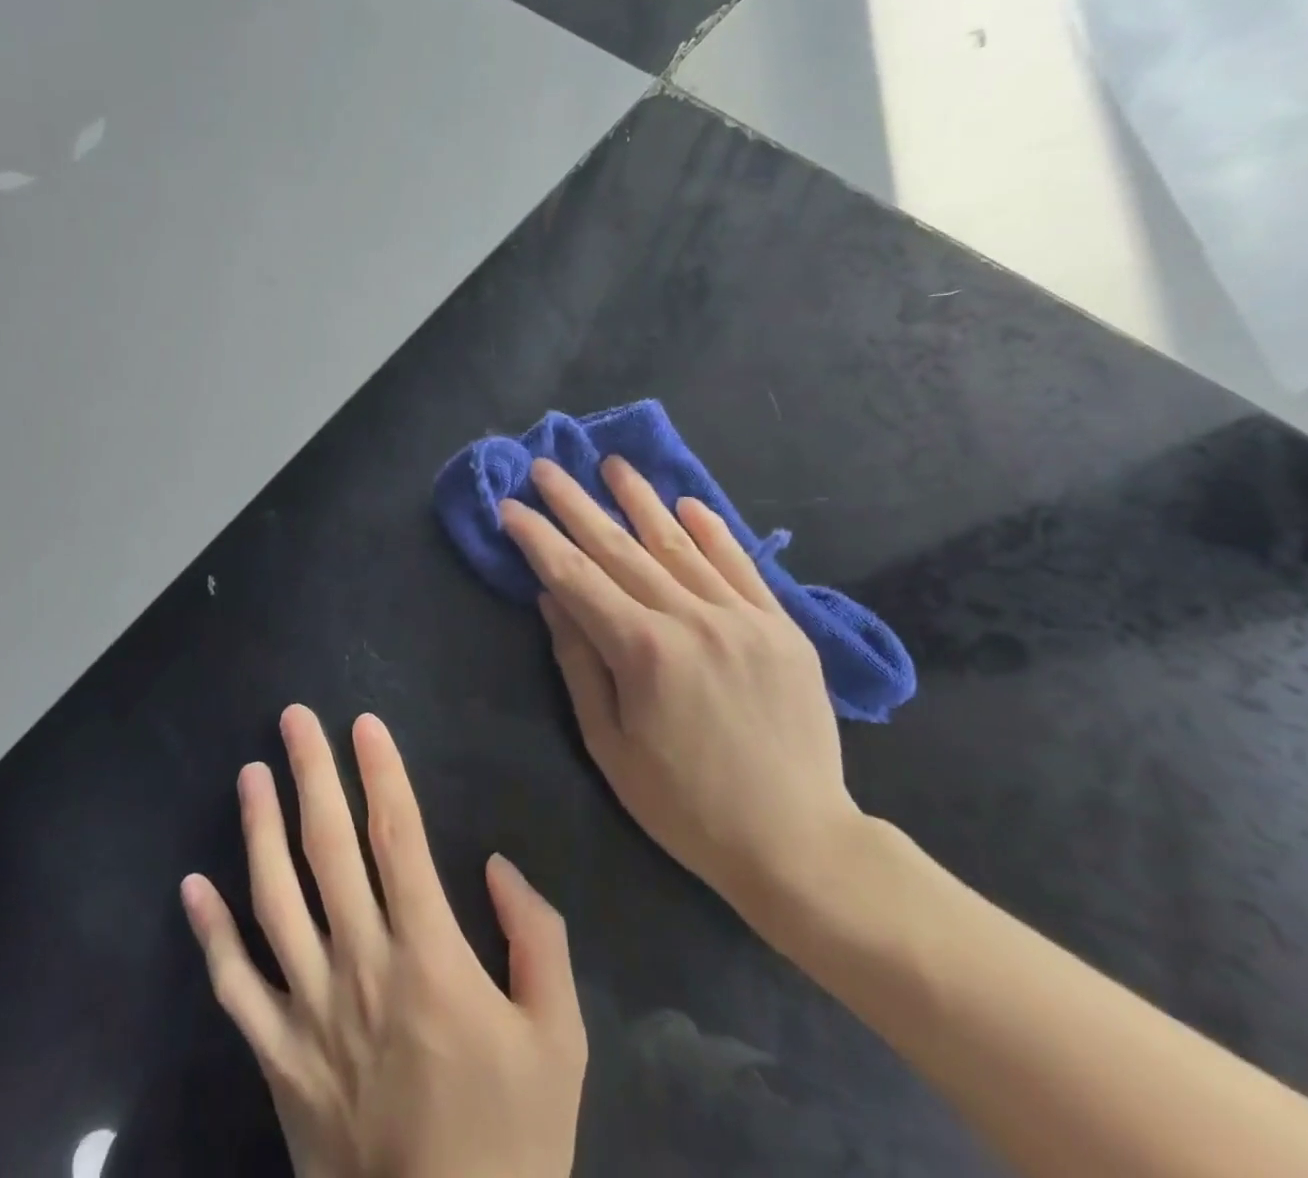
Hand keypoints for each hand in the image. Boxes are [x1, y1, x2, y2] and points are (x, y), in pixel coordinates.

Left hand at [181, 706, 586, 1177]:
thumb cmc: (511, 1142)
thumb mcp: (560, 1040)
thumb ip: (537, 940)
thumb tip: (497, 866)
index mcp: (429, 957)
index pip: (398, 838)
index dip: (381, 773)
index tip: (363, 724)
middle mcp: (360, 966)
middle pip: (329, 848)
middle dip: (311, 773)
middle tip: (292, 717)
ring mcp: (309, 1011)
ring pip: (274, 899)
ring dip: (259, 829)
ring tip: (250, 772)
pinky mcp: (277, 1058)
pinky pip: (233, 987)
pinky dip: (210, 933)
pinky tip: (192, 885)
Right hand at [499, 456, 863, 921]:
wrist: (797, 842)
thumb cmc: (684, 805)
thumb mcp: (610, 745)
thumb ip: (579, 663)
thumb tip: (551, 598)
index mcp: (643, 651)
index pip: (575, 577)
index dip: (537, 538)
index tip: (510, 506)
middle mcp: (692, 619)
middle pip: (619, 548)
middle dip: (576, 504)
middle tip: (545, 467)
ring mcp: (743, 617)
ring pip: (679, 544)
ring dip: (641, 500)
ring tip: (613, 464)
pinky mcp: (782, 626)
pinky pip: (741, 565)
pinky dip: (712, 531)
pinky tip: (687, 504)